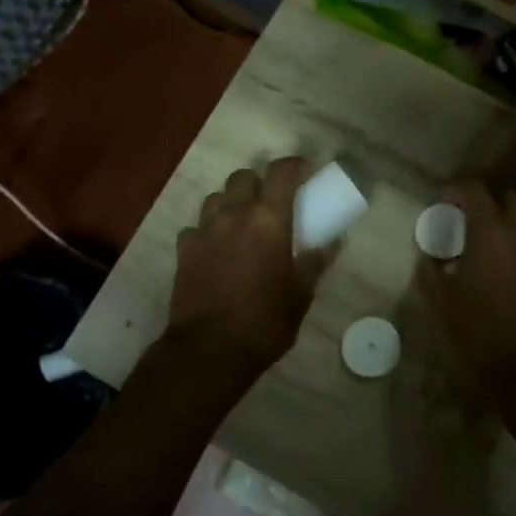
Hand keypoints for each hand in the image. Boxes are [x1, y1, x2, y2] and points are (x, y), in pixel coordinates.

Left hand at [168, 158, 329, 372]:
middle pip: (243, 177)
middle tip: (271, 202)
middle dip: (259, 183)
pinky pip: (196, 227)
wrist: (210, 349)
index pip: (281, 172)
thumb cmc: (265, 321)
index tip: (305, 171)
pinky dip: (208, 230)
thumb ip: (315, 262)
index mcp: (268, 221)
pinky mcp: (184, 250)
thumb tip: (332, 242)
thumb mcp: (301, 294)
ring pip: (216, 197)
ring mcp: (204, 231)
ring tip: (241, 224)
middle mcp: (234, 215)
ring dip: (231, 202)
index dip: (294, 165)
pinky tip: (216, 249)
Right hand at [416, 182, 515, 390]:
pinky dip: (513, 240)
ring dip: (502, 220)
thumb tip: (426, 257)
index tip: (441, 200)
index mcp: (489, 232)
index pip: (475, 192)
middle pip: (507, 198)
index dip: (456, 190)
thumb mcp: (441, 300)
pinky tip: (496, 261)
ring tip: (479, 239)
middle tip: (464, 216)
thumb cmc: (479, 327)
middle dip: (486, 201)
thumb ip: (429, 271)